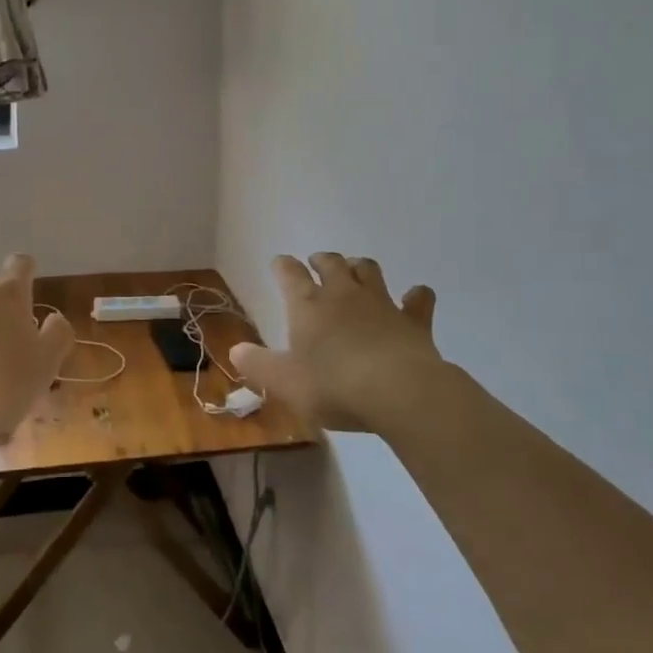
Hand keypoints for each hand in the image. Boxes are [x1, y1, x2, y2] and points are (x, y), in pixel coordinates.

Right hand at [231, 253, 446, 435]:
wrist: (399, 391)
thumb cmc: (334, 386)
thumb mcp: (284, 382)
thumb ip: (257, 365)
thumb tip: (235, 350)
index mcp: (308, 305)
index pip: (290, 274)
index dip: (283, 266)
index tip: (279, 264)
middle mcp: (343, 294)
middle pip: (331, 263)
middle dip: (322, 260)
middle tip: (317, 263)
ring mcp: (381, 303)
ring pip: (369, 270)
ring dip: (360, 267)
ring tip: (355, 271)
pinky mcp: (413, 321)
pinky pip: (417, 300)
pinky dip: (415, 296)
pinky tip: (415, 297)